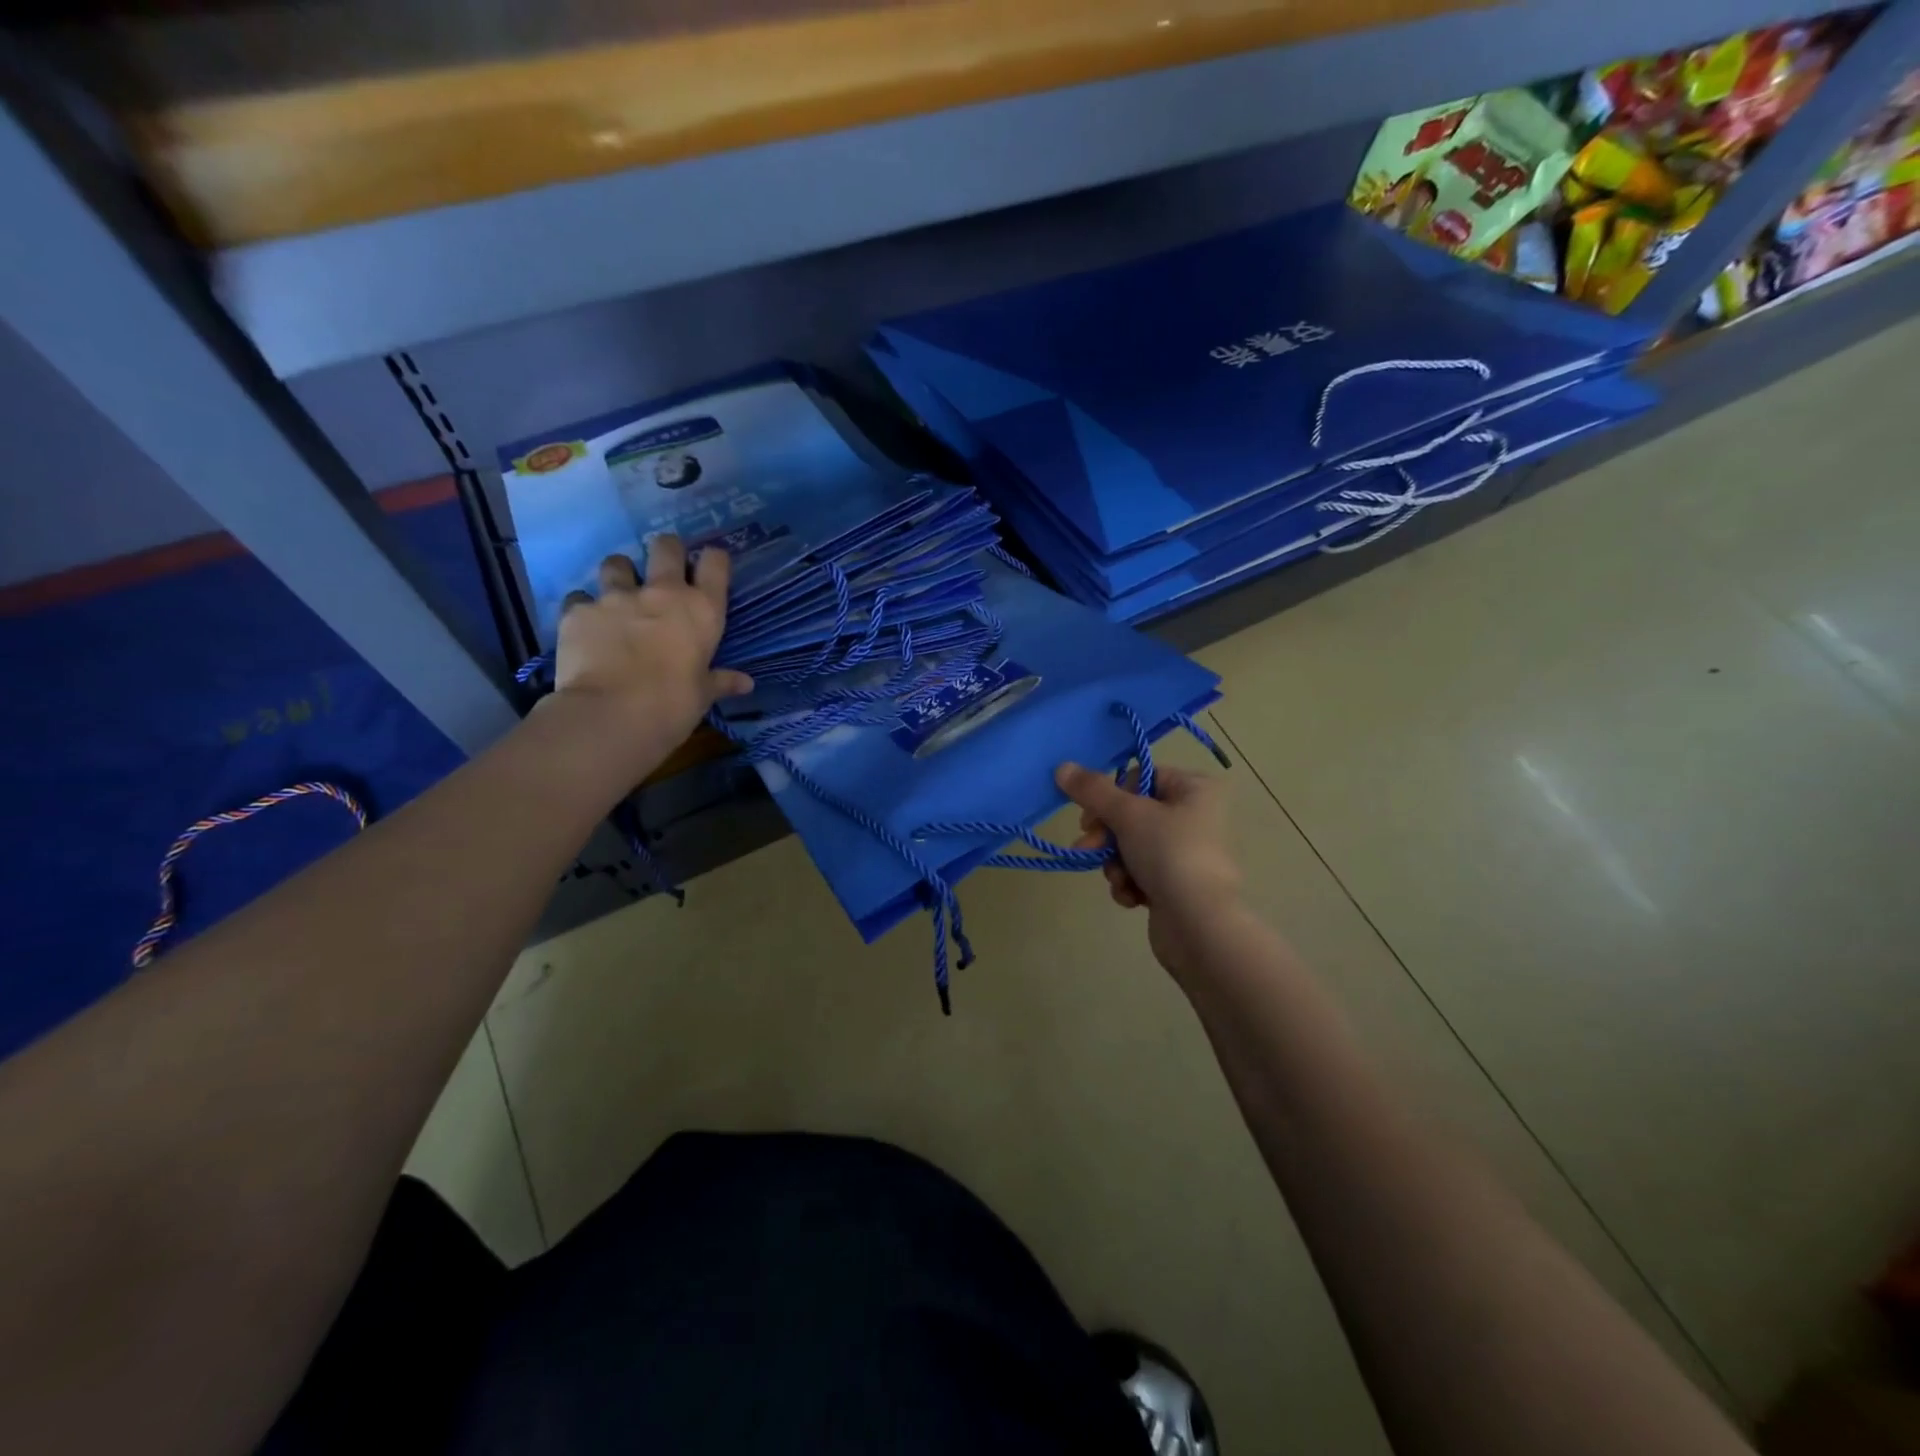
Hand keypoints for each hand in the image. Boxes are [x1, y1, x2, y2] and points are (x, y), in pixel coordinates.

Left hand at [551, 537, 753, 780]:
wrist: (612, 715)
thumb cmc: (673, 705)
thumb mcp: (703, 695)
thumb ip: (721, 681)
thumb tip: (745, 684)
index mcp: (701, 610)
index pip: (715, 563)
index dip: (712, 560)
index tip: (709, 568)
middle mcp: (661, 592)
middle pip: (666, 546)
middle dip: (666, 551)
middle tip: (663, 570)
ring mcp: (616, 597)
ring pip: (616, 563)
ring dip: (620, 574)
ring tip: (618, 594)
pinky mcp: (579, 611)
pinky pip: (579, 598)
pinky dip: (584, 608)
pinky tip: (586, 626)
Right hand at [1057, 761, 1242, 977]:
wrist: (1200, 925)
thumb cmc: (1169, 854)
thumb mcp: (1127, 814)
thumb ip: (1092, 790)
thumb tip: (1062, 766)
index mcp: (1195, 789)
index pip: (1141, 777)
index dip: (1112, 795)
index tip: (1090, 816)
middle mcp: (1196, 816)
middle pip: (1133, 814)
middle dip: (1107, 836)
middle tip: (1087, 848)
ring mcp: (1188, 854)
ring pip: (1132, 846)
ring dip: (1116, 863)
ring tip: (1118, 879)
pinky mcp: (1179, 885)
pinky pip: (1142, 873)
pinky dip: (1130, 883)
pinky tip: (1132, 897)